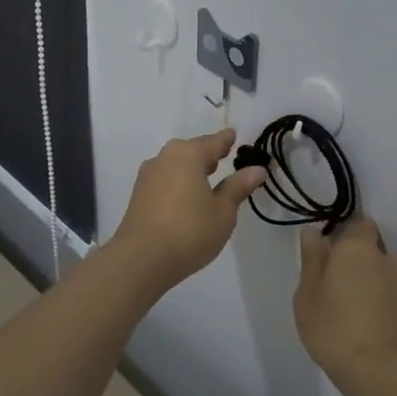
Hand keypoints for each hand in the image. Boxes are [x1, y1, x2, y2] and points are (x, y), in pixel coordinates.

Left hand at [109, 129, 266, 288]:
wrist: (141, 259)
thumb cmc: (189, 231)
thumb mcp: (223, 212)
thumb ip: (238, 187)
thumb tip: (257, 169)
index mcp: (188, 154)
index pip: (214, 141)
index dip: (227, 140)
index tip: (234, 136)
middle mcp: (166, 157)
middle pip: (192, 150)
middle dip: (208, 154)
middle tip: (224, 158)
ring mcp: (148, 175)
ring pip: (176, 164)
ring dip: (192, 169)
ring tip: (207, 180)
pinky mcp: (139, 194)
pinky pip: (165, 179)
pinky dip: (179, 182)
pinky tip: (186, 197)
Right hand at [295, 218, 396, 395]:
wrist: (381, 373)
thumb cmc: (334, 328)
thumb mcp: (307, 294)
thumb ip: (312, 259)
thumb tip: (314, 232)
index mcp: (357, 247)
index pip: (359, 224)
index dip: (345, 235)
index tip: (328, 254)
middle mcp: (385, 258)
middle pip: (370, 249)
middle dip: (356, 260)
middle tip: (333, 284)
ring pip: (382, 272)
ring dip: (369, 281)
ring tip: (351, 308)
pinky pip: (390, 294)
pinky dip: (380, 301)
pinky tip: (366, 323)